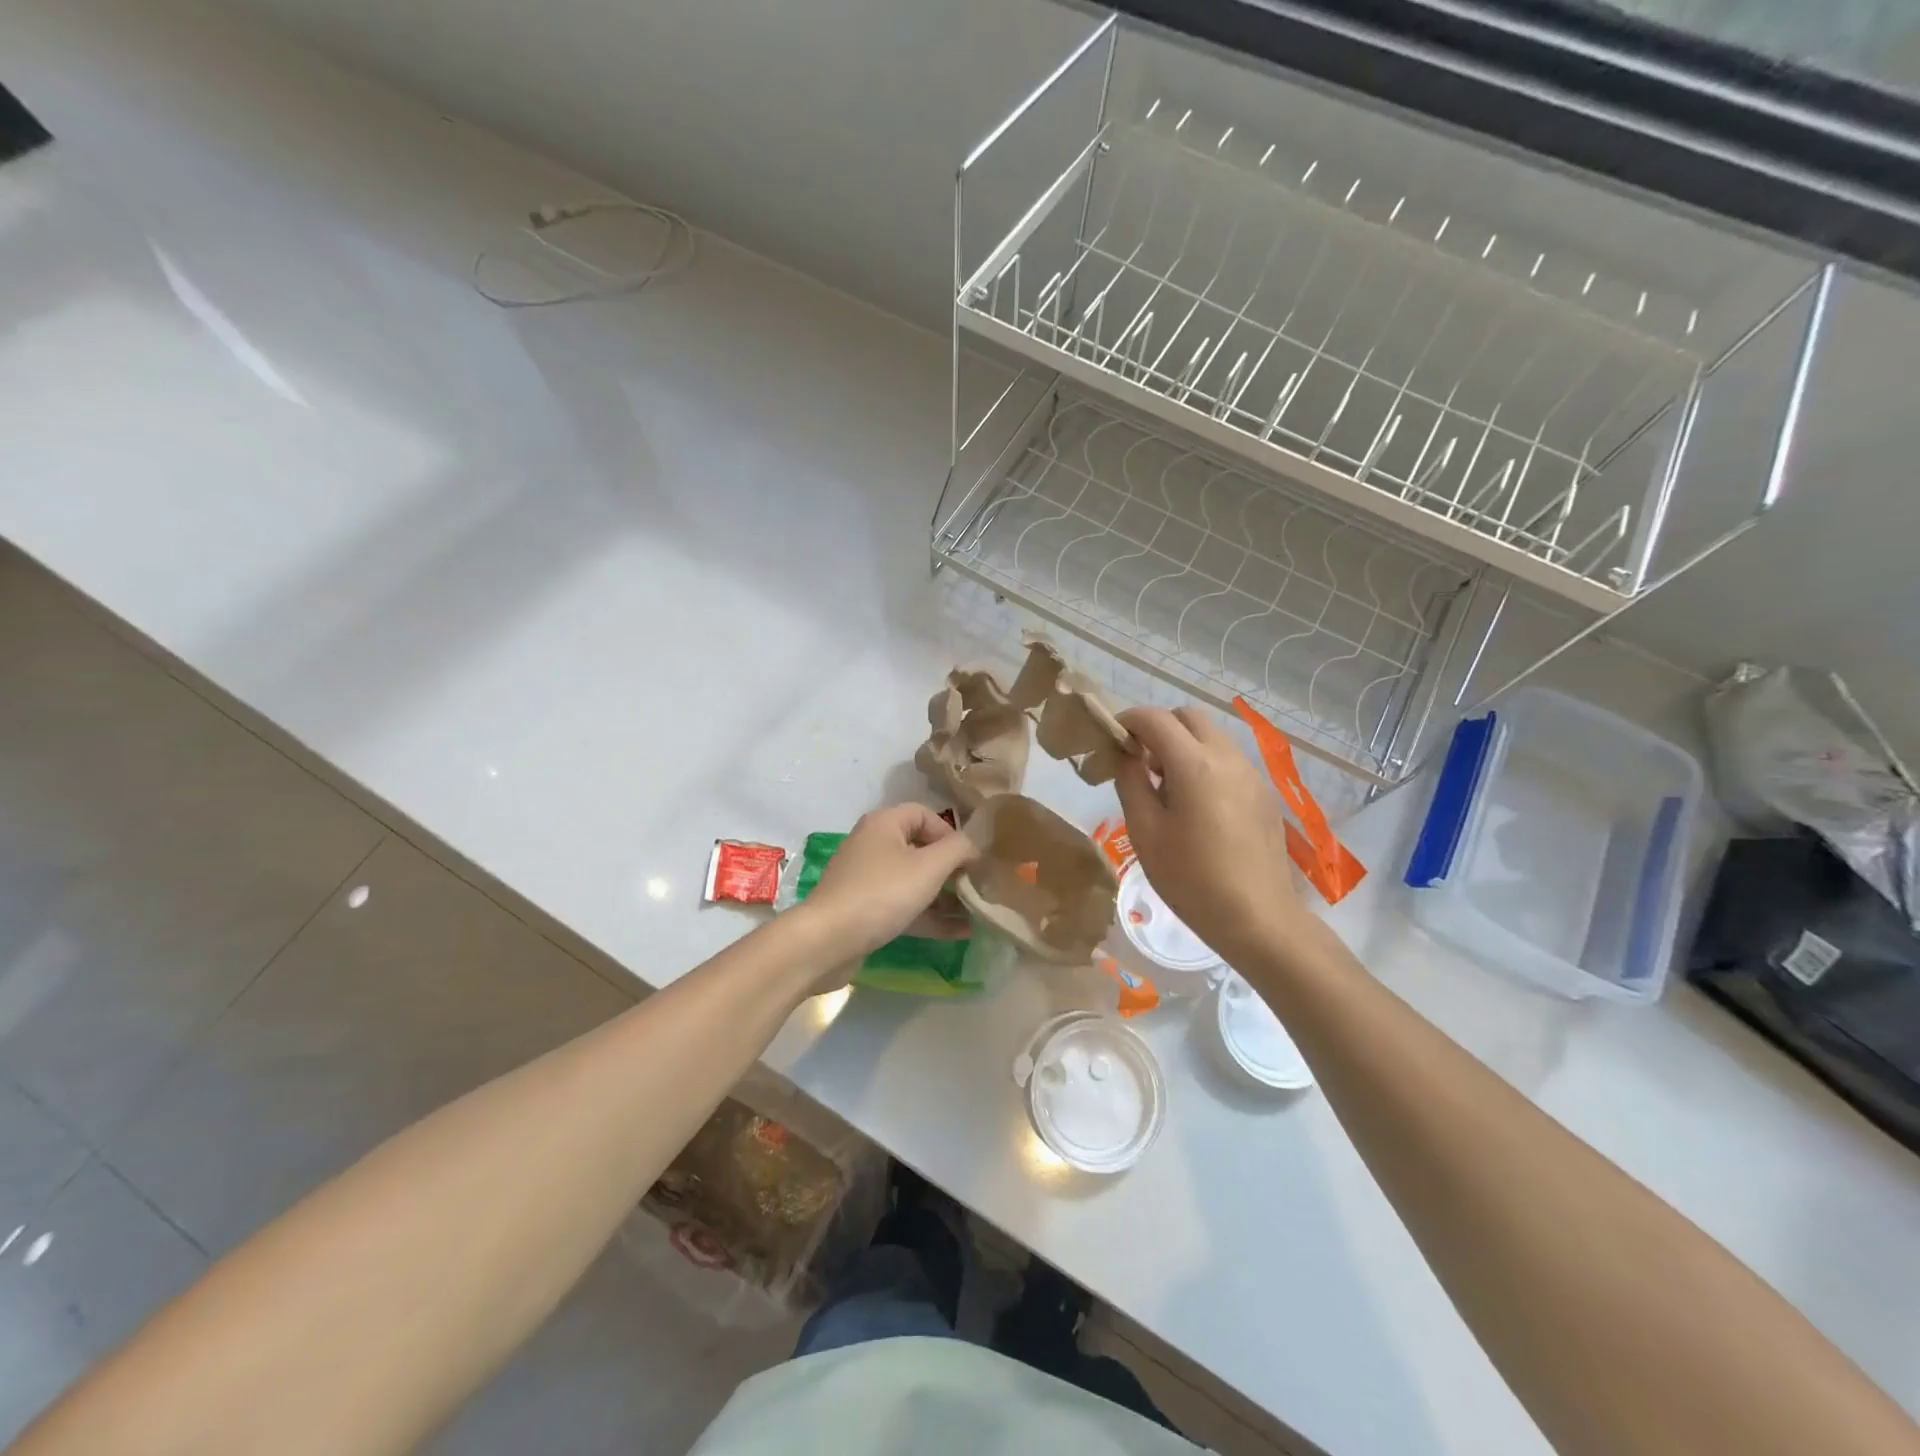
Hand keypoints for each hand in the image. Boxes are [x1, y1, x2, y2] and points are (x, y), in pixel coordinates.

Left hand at [797, 803, 979, 966]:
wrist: (828, 940)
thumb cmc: (882, 893)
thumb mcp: (929, 867)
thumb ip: (959, 849)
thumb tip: (974, 847)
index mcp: (884, 823)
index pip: (925, 814)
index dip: (951, 833)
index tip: (971, 859)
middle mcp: (873, 844)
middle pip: (920, 848)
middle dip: (951, 868)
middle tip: (976, 886)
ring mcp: (866, 878)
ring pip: (913, 880)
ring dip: (944, 895)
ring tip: (975, 912)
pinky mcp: (864, 909)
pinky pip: (903, 905)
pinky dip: (929, 915)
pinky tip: (959, 933)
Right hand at [1115, 705, 1304, 965]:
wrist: (1257, 918)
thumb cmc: (1191, 879)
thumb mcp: (1145, 832)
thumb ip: (1131, 783)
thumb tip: (1127, 756)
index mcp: (1194, 764)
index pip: (1155, 718)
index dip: (1127, 721)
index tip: (1111, 740)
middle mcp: (1227, 757)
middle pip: (1188, 717)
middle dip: (1159, 728)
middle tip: (1139, 762)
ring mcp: (1251, 773)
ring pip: (1211, 736)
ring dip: (1183, 745)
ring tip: (1166, 787)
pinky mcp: (1263, 792)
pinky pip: (1228, 759)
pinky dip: (1204, 762)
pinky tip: (1196, 804)